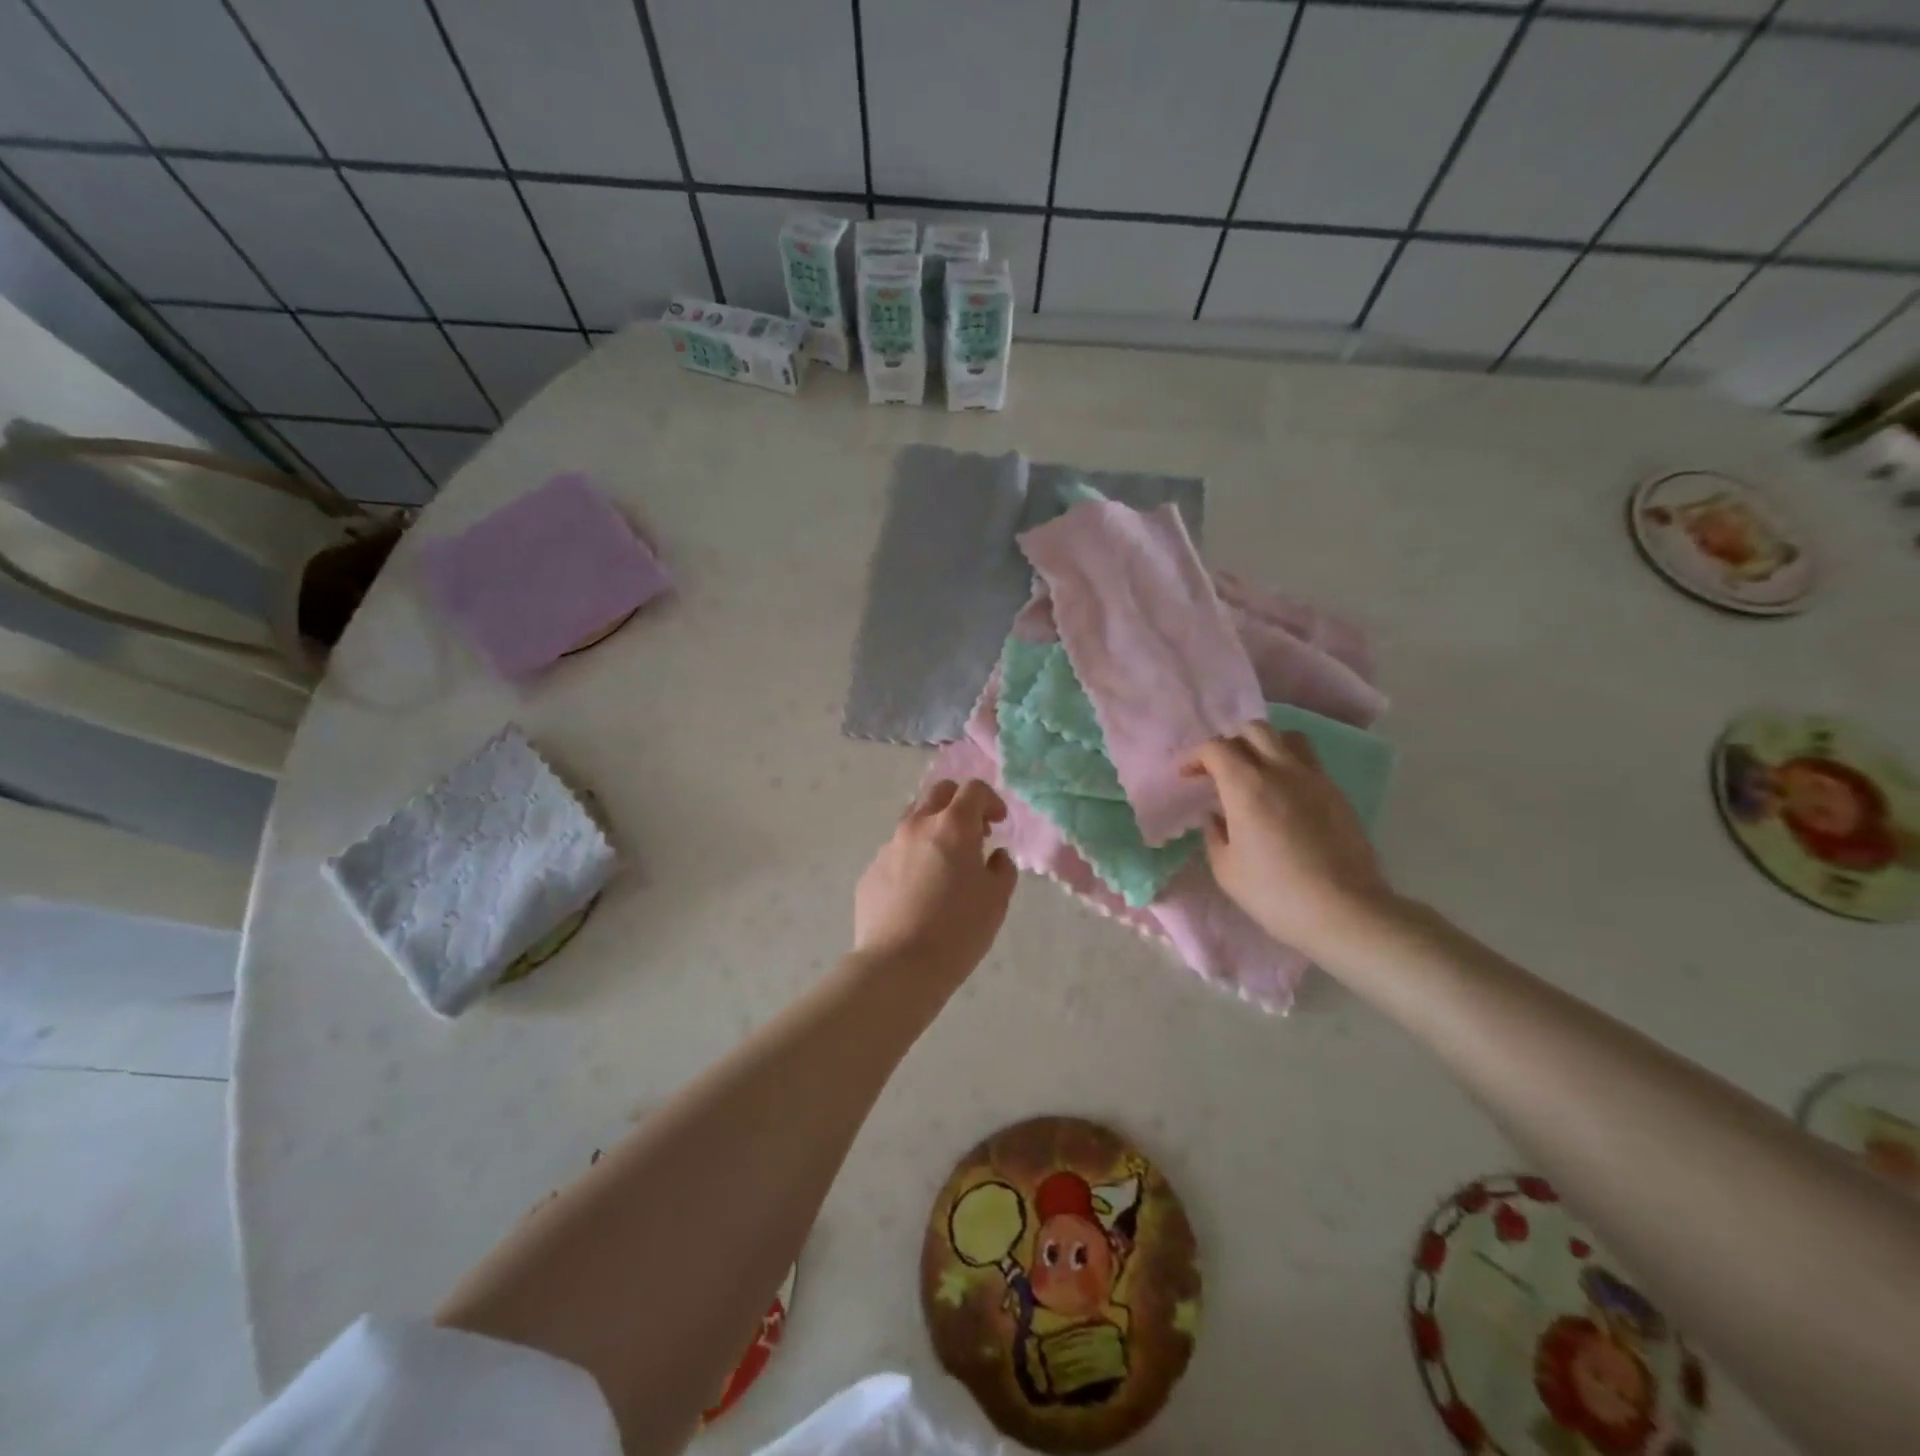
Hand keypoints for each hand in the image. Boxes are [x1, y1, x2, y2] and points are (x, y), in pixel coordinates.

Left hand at [853, 780, 1016, 986]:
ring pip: (912, 820)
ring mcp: (888, 848)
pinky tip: (919, 892)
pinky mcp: (870, 872)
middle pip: (938, 793)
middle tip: (974, 834)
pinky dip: (912, 859)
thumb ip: (1001, 868)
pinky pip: (896, 853)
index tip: (998, 823)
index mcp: (952, 826)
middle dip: (960, 804)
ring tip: (944, 863)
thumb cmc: (958, 930)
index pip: (974, 790)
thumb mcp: (996, 900)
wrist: (899, 966)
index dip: (991, 800)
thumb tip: (995, 856)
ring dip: (933, 829)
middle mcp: (916, 826)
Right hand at [1182, 723, 1397, 959]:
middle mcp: (1281, 770)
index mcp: (1247, 786)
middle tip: (1220, 769)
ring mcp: (1315, 779)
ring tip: (1255, 771)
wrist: (1344, 911)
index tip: (1188, 776)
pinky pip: (1309, 763)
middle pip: (1254, 730)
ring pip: (1288, 738)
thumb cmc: (1275, 893)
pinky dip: (1289, 766)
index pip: (1216, 748)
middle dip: (1230, 742)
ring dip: (1265, 745)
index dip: (1196, 756)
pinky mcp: (1337, 794)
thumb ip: (1214, 834)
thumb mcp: (1226, 870)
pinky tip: (1284, 796)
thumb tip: (1217, 816)